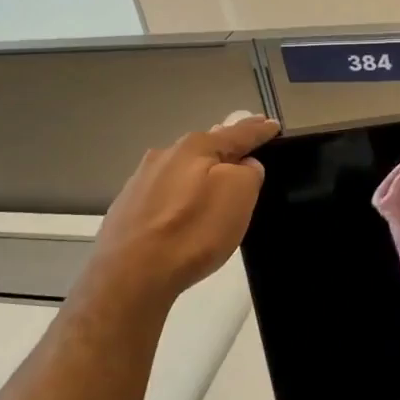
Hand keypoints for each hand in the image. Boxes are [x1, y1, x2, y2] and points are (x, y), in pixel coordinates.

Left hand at [85, 116, 279, 303]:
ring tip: (215, 184)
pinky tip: (182, 212)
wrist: (130, 275)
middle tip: (247, 154)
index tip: (273, 125)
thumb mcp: (239, 195)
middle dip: (227, 149)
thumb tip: (243, 166)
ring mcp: (141, 181)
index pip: (238, 133)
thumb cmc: (192, 231)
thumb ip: (248, 173)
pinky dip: (180, 196)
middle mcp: (165, 155)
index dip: (259, 130)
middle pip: (206, 147)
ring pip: (182, 168)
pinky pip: (164, 193)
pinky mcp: (127, 207)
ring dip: (200, 172)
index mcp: (195, 147)